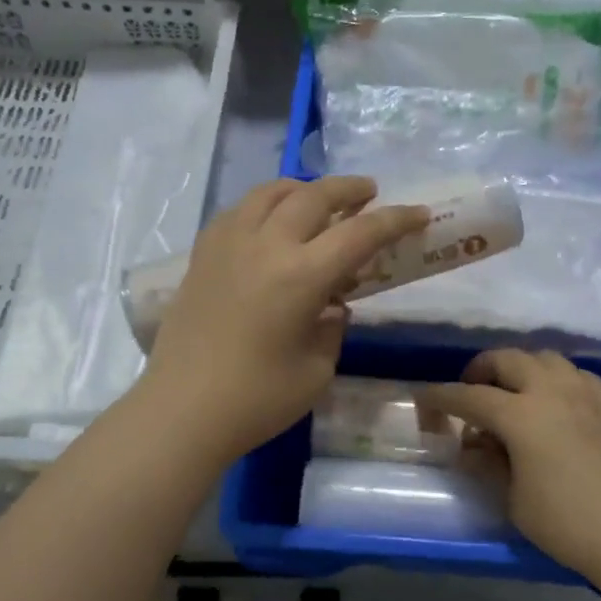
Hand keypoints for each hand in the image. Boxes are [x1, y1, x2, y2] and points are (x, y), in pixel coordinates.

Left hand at [137, 177, 429, 463]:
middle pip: (314, 196)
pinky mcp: (202, 255)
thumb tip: (330, 306)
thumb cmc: (257, 400)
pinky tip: (270, 222)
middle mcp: (266, 246)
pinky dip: (265, 205)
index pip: (360, 233)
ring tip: (318, 198)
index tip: (419, 213)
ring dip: (303, 189)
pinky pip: (239, 211)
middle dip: (349, 189)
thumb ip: (331, 328)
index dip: (395, 220)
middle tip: (370, 192)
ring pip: (271, 193)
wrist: (181, 411)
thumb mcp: (316, 369)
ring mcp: (229, 244)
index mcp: (302, 275)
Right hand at [420, 350, 600, 585]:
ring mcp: (586, 393)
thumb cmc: (568, 523)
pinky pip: (575, 374)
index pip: (470, 396)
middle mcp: (552, 391)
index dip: (441, 397)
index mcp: (521, 414)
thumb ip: (488, 466)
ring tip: (513, 392)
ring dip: (521, 368)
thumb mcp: (514, 501)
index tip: (423, 398)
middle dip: (482, 369)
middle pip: (508, 360)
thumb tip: (472, 447)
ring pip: (545, 358)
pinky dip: (555, 378)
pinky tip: (555, 402)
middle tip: (471, 390)